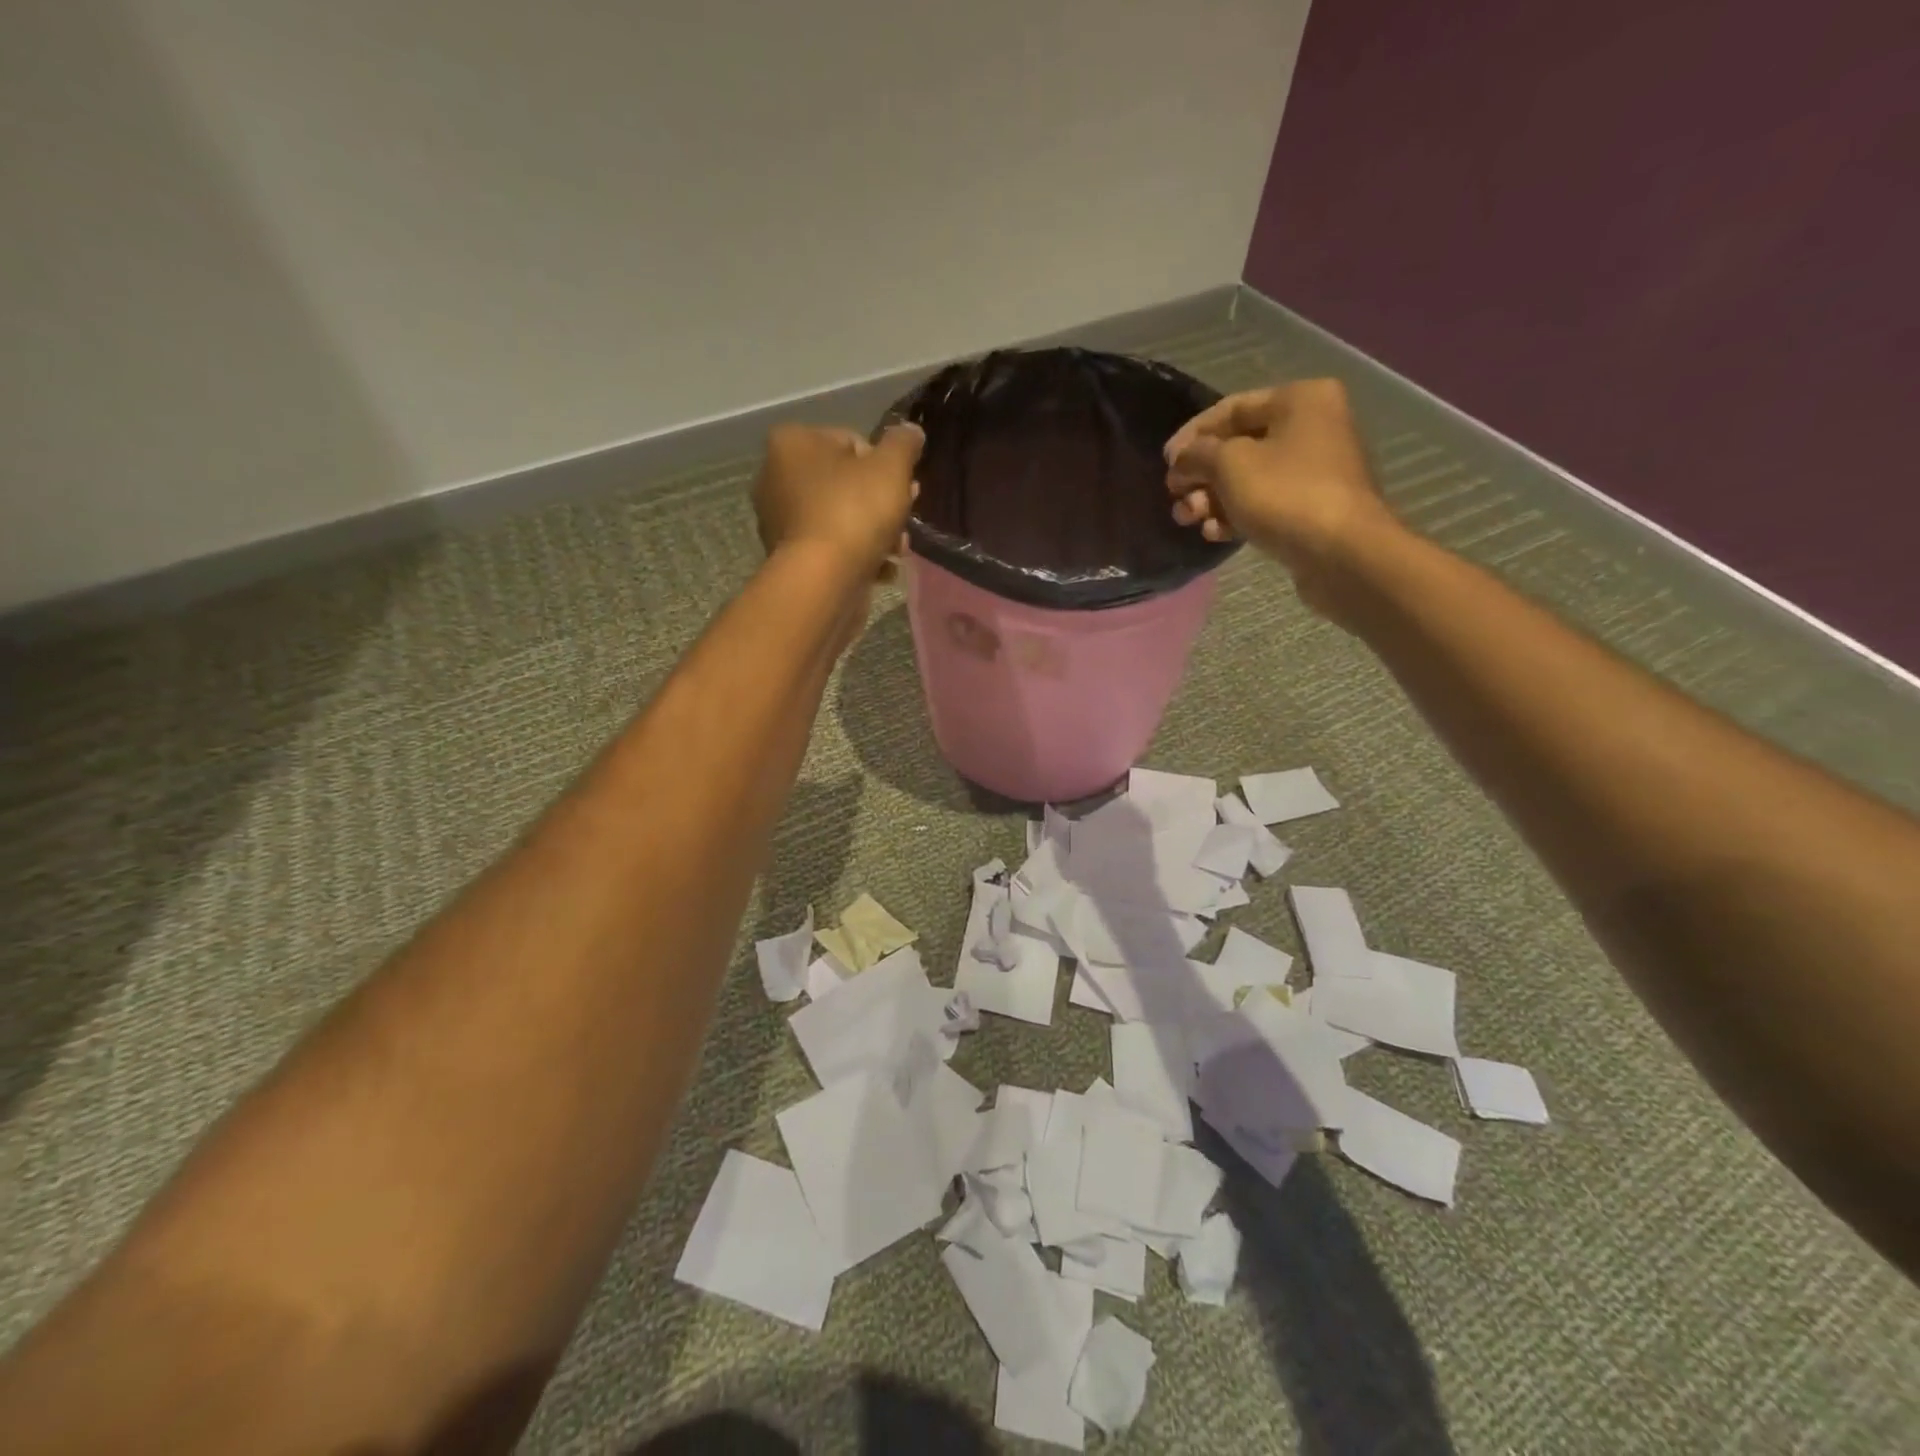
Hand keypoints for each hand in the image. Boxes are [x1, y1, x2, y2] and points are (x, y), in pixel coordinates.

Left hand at [752, 422, 923, 577]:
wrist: (823, 580)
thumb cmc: (854, 511)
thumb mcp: (892, 467)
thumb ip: (903, 443)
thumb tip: (911, 432)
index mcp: (792, 443)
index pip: (850, 441)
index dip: (883, 464)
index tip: (903, 486)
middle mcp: (775, 477)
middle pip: (845, 482)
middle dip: (881, 502)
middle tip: (905, 517)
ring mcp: (780, 521)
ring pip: (841, 518)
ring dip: (875, 532)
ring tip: (898, 549)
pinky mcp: (791, 558)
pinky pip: (832, 548)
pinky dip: (857, 556)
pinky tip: (881, 569)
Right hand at [1164, 379, 1398, 600]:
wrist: (1342, 554)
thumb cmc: (1285, 494)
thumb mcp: (1229, 465)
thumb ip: (1197, 455)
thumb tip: (1182, 459)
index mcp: (1299, 400)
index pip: (1231, 408)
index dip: (1192, 435)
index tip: (1166, 463)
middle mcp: (1311, 427)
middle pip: (1238, 447)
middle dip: (1200, 474)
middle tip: (1174, 496)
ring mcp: (1313, 471)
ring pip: (1247, 479)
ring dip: (1212, 499)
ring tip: (1188, 519)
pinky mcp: (1310, 508)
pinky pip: (1263, 504)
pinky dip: (1235, 515)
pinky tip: (1215, 534)